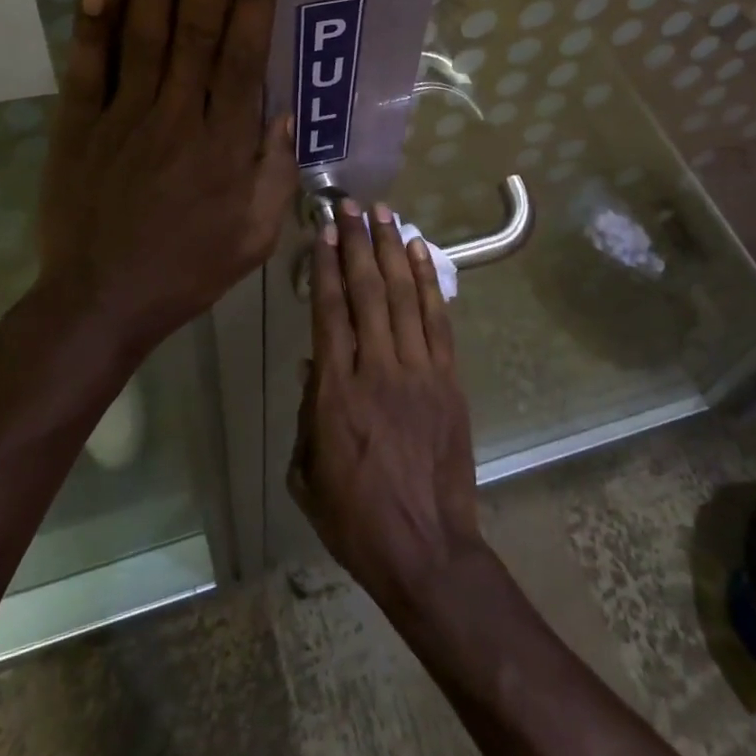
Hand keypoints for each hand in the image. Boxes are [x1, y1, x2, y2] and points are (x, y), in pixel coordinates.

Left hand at [38, 0, 296, 347]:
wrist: (101, 303)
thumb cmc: (189, 268)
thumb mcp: (256, 234)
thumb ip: (273, 170)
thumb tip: (279, 109)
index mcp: (225, 140)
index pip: (243, 48)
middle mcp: (177, 114)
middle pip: (195, 21)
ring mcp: (123, 115)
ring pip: (146, 29)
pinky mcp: (78, 125)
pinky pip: (87, 67)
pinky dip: (92, 21)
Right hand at [289, 200, 485, 608]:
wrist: (426, 549)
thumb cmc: (355, 518)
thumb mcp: (307, 472)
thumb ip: (309, 412)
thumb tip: (315, 362)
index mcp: (336, 392)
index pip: (330, 311)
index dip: (327, 265)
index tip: (325, 231)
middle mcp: (377, 369)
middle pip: (367, 291)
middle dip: (358, 243)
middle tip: (352, 206)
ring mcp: (419, 371)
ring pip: (403, 295)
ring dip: (393, 250)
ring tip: (386, 214)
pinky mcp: (449, 380)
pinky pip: (437, 320)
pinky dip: (427, 282)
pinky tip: (420, 253)